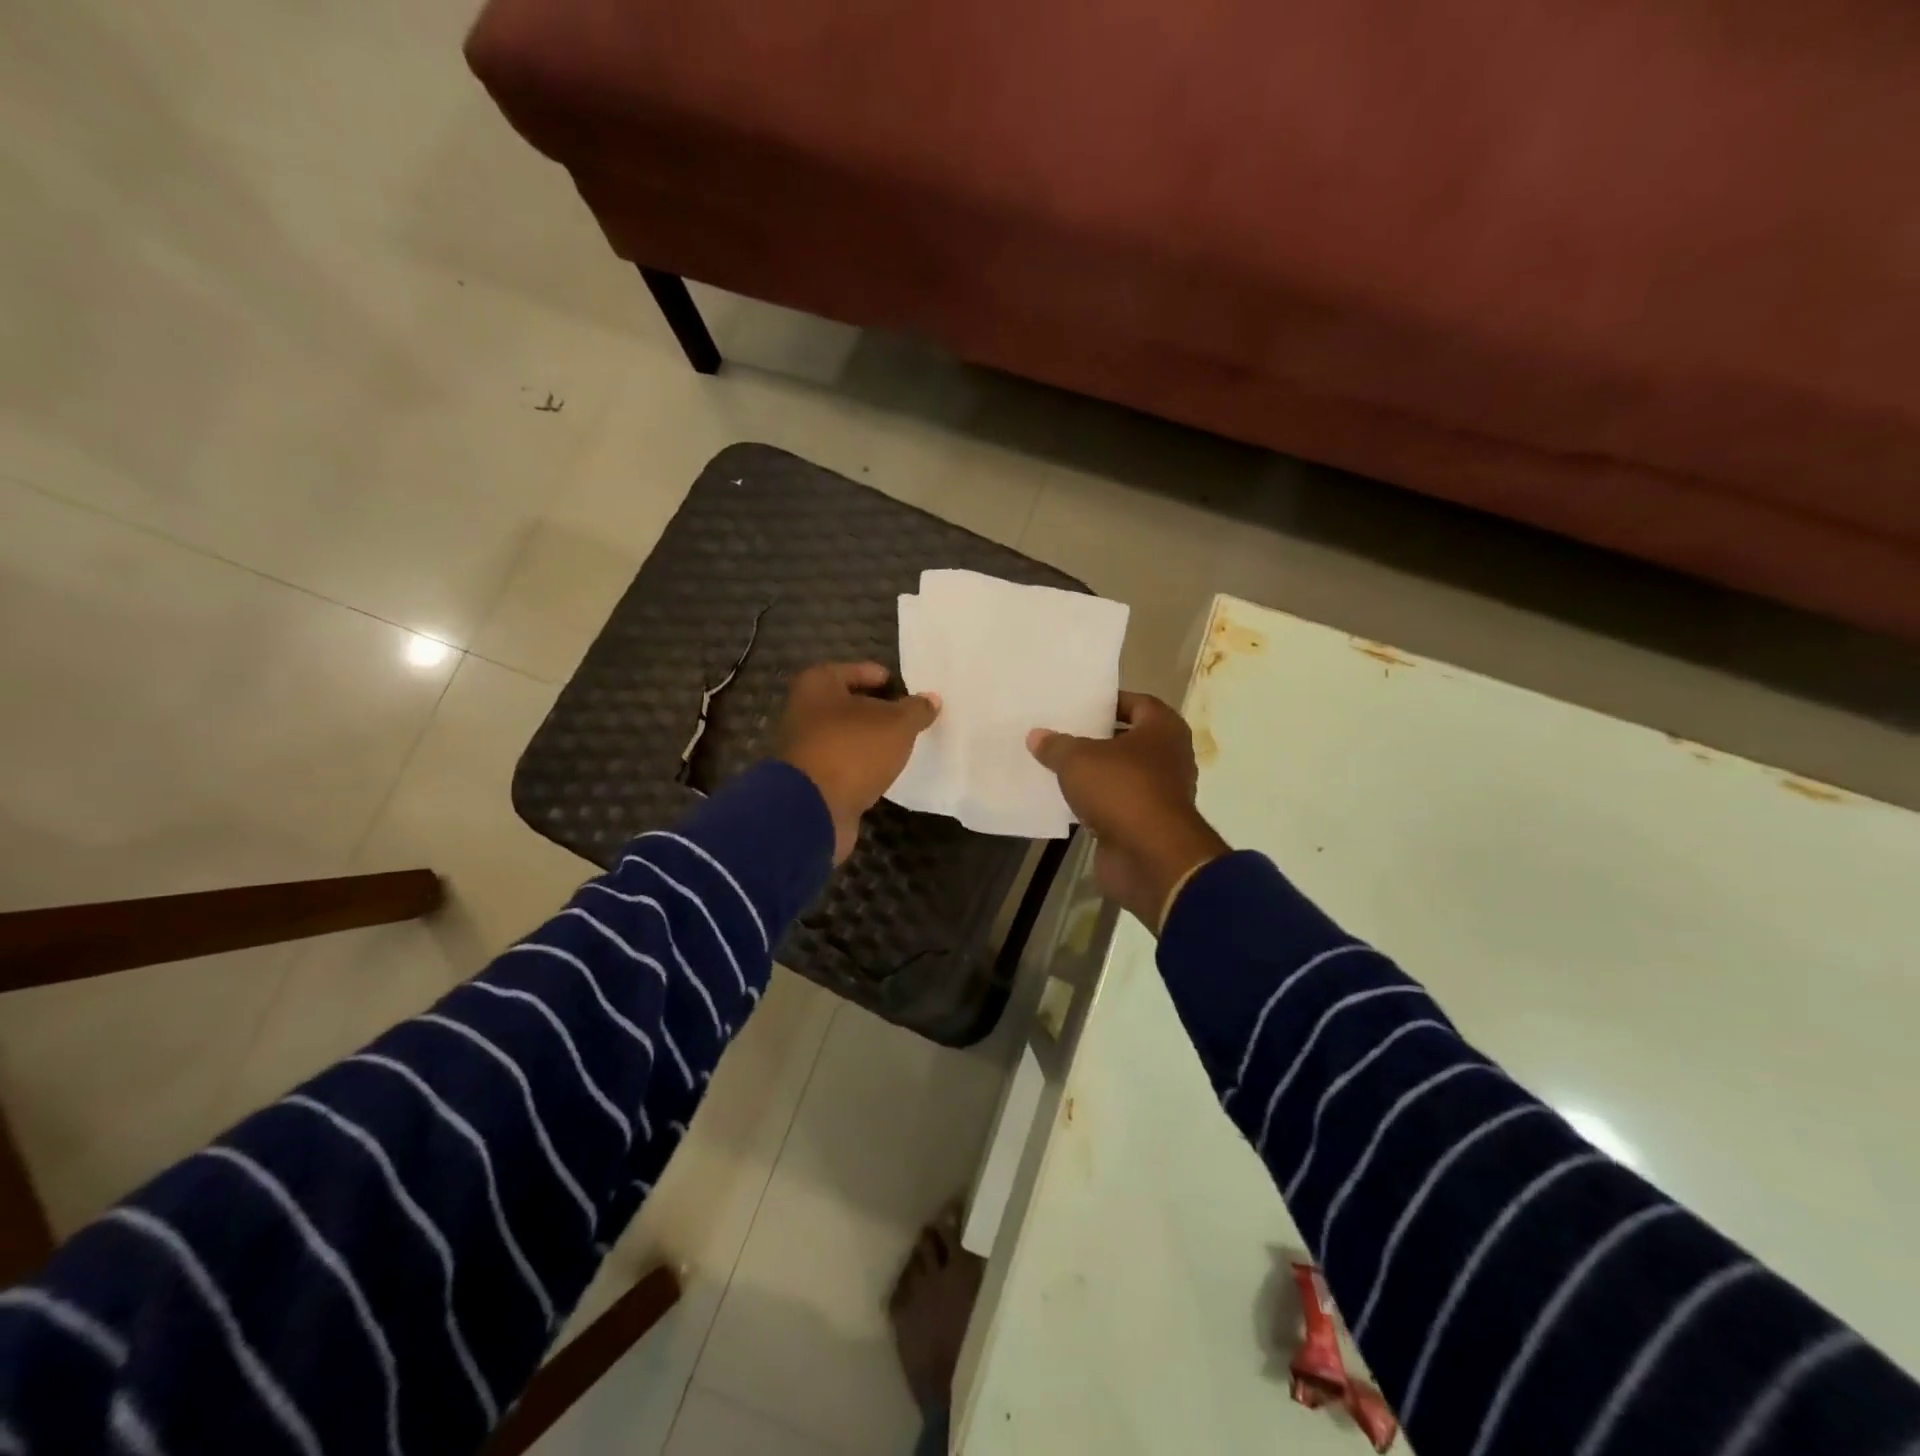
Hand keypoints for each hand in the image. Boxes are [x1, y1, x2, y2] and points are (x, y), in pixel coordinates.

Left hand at [778, 662, 940, 862]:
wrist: (813, 808)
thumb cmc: (854, 749)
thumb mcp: (897, 724)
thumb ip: (916, 709)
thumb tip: (931, 699)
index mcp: (818, 683)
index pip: (859, 670)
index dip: (887, 680)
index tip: (911, 694)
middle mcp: (804, 709)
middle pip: (850, 704)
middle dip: (880, 711)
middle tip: (911, 720)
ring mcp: (804, 746)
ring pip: (847, 735)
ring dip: (871, 740)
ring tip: (902, 746)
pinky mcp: (810, 778)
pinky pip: (843, 762)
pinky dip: (862, 765)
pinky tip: (884, 772)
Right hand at [1028, 692, 1228, 931]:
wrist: (1150, 858)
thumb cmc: (1122, 790)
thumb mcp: (1078, 760)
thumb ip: (1056, 745)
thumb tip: (1036, 735)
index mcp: (1163, 730)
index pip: (1137, 703)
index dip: (1108, 702)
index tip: (1078, 704)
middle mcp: (1168, 757)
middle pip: (1127, 739)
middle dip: (1096, 738)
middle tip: (1059, 732)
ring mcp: (1159, 794)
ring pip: (1120, 774)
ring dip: (1093, 773)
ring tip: (1055, 764)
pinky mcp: (1145, 824)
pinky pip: (1114, 805)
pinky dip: (1094, 803)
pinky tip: (1064, 799)